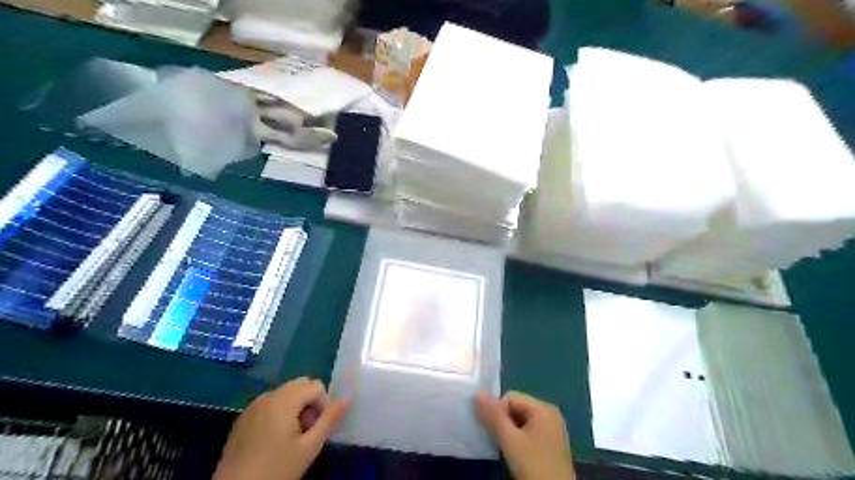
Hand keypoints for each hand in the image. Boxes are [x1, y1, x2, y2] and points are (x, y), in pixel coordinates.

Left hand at [214, 378, 349, 479]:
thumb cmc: (276, 470)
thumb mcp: (309, 448)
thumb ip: (330, 420)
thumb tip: (347, 398)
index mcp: (284, 400)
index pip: (316, 385)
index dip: (322, 405)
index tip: (316, 429)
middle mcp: (268, 396)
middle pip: (300, 385)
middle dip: (309, 403)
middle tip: (305, 432)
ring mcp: (252, 406)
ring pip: (285, 393)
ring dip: (295, 407)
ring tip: (291, 437)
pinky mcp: (242, 417)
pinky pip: (269, 403)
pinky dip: (279, 412)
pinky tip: (273, 439)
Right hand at [474, 391, 573, 478]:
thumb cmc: (533, 466)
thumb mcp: (510, 440)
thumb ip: (493, 416)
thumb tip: (477, 393)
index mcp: (543, 408)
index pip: (510, 397)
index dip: (498, 413)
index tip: (496, 433)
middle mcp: (550, 413)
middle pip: (516, 408)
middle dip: (504, 422)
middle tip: (501, 442)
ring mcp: (552, 429)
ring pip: (521, 421)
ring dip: (510, 432)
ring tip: (508, 449)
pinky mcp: (551, 443)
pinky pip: (529, 431)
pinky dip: (519, 439)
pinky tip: (517, 455)